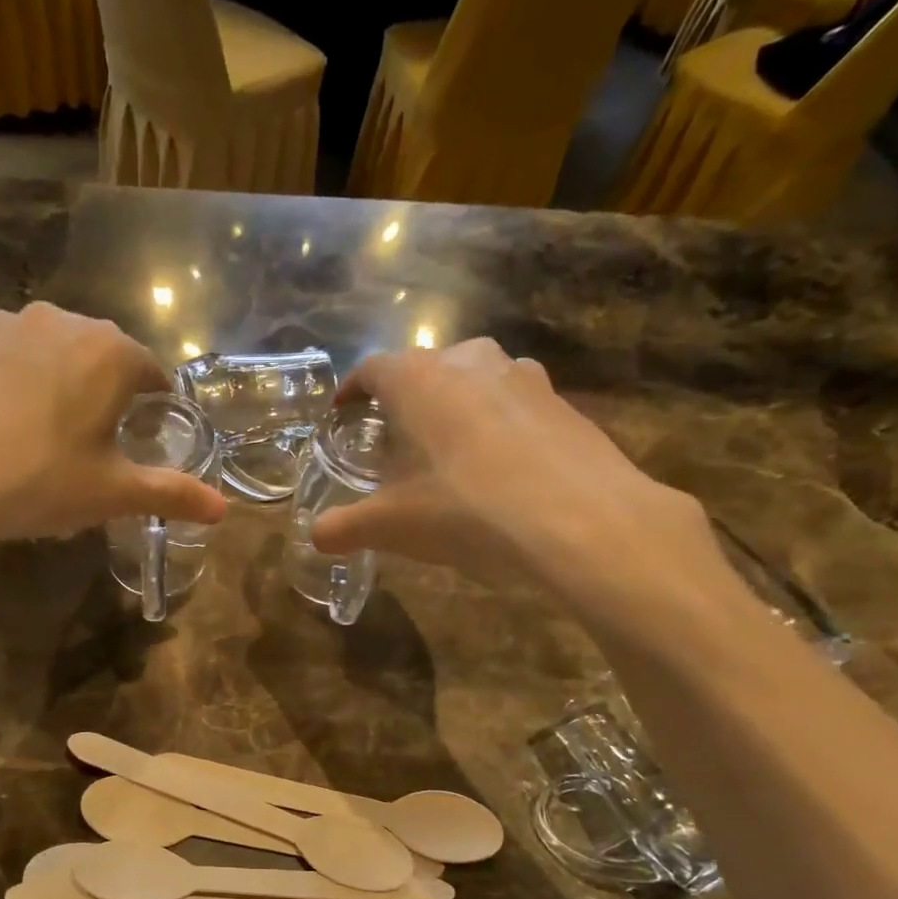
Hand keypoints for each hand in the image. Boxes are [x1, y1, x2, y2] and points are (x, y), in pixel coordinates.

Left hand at [0, 303, 226, 545]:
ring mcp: (4, 324)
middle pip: (101, 357)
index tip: (144, 439)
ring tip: (42, 440)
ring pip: (50, 355)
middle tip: (93, 447)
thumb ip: (172, 494)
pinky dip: (12, 387)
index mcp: (110, 352)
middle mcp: (62, 321)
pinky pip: (4, 361)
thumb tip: (225, 509)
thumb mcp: (112, 493)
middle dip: (106, 395)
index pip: (151, 374)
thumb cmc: (37, 480)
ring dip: (58, 386)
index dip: (154, 408)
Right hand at [310, 340, 730, 632]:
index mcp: (418, 379)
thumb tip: (315, 537)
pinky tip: (499, 468)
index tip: (342, 412)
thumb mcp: (392, 526)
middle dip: (403, 400)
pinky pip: (513, 405)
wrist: (582, 520)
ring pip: (473, 381)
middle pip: (424, 369)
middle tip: (394, 439)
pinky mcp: (562, 402)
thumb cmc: (466, 510)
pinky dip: (496, 425)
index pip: (372, 370)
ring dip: (453, 406)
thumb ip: (345, 527)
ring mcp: (523, 376)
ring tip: (447, 450)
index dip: (351, 391)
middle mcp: (470, 361)